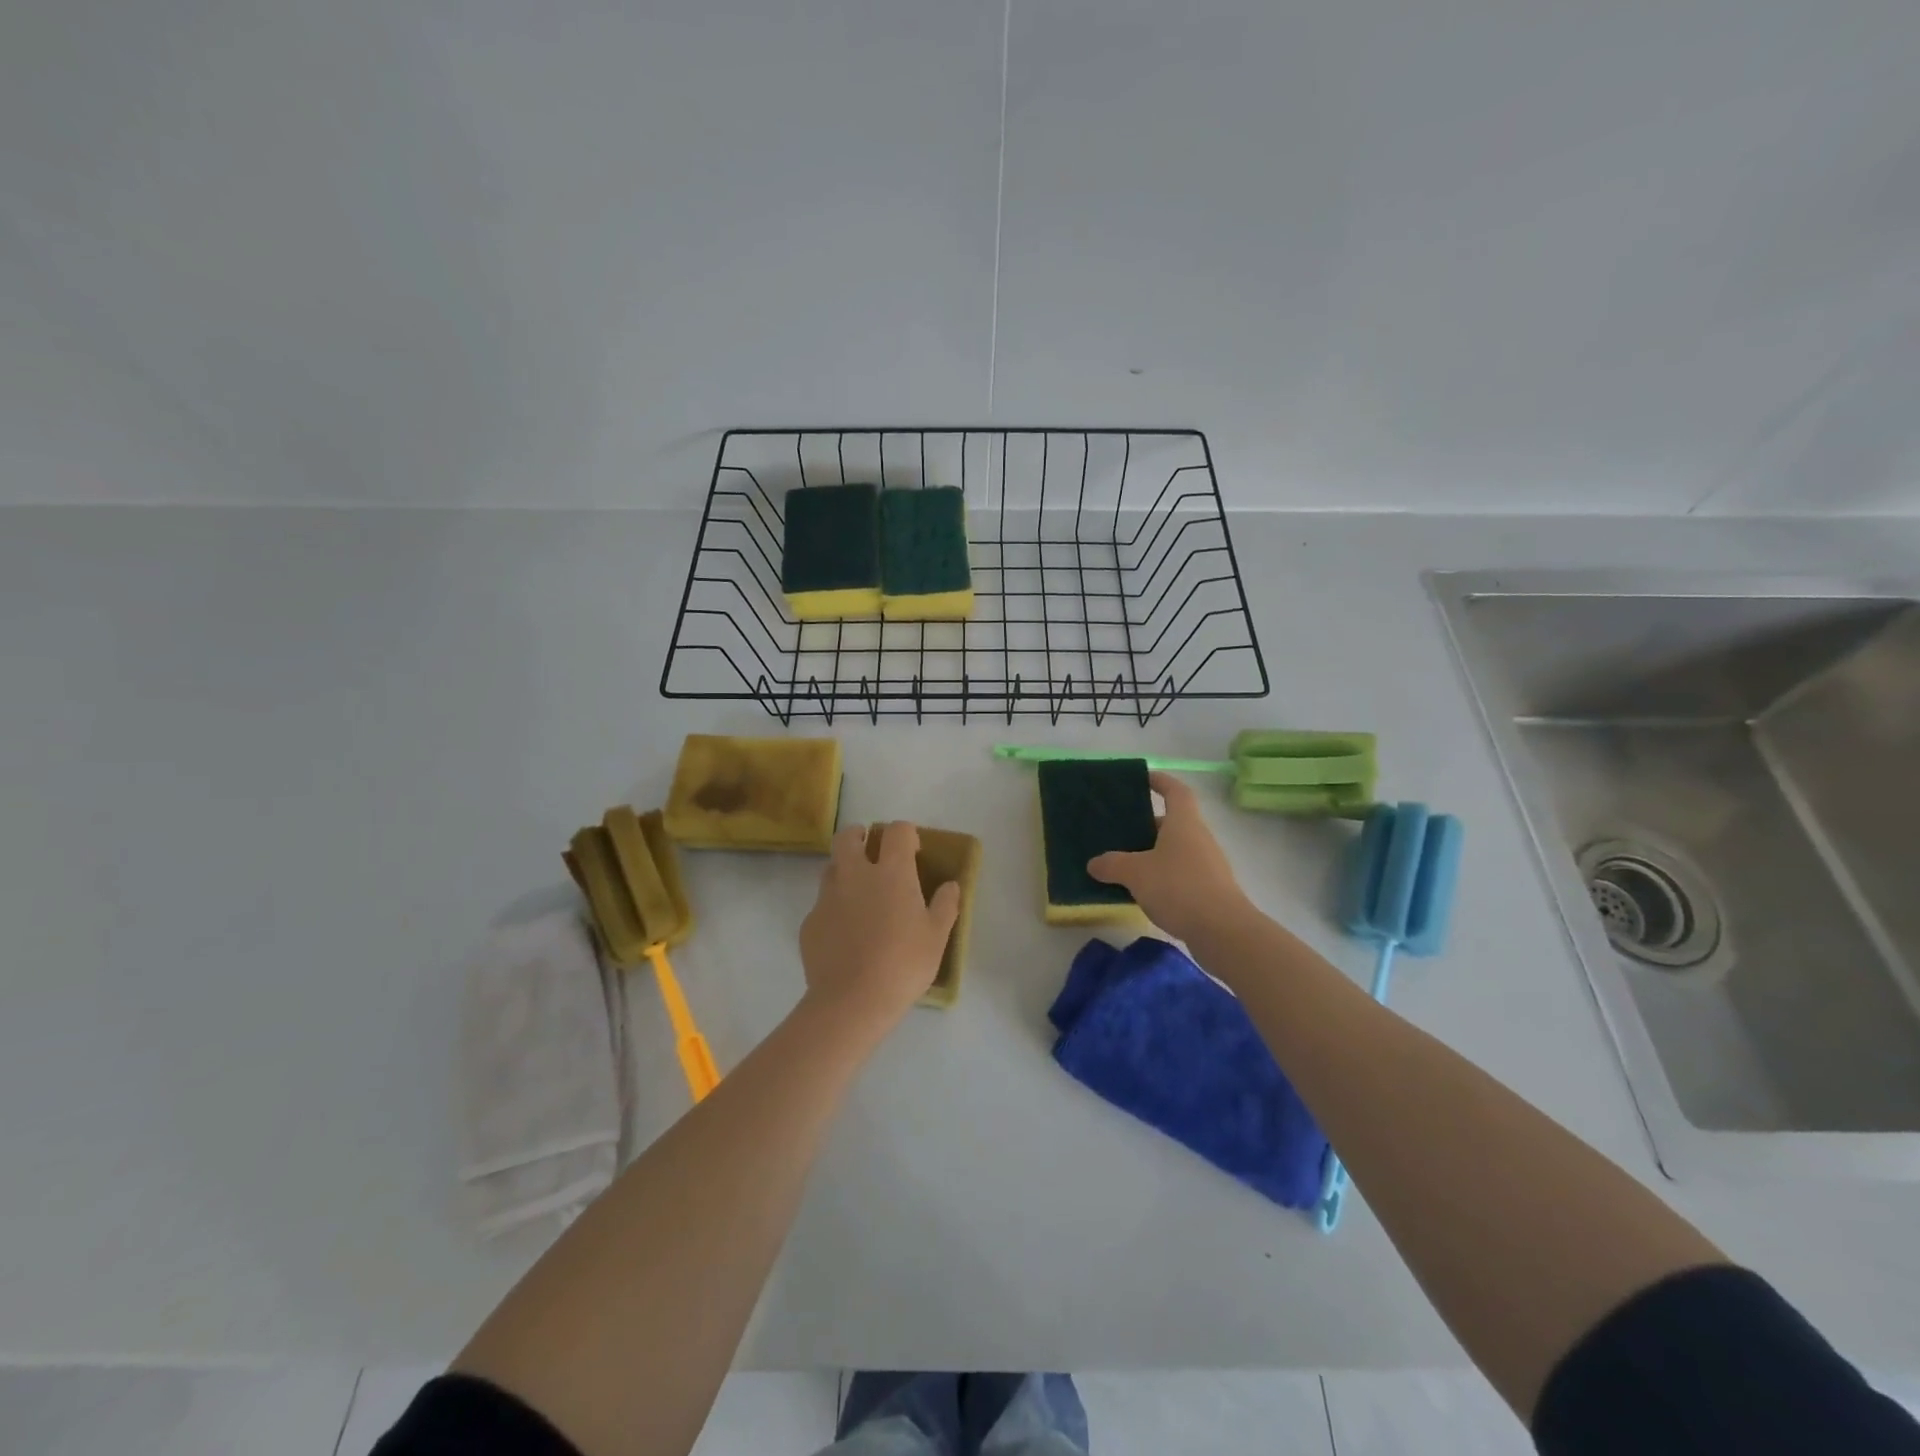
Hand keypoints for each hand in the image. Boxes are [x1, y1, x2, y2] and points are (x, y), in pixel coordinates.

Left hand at [800, 822, 960, 1032]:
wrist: (852, 1001)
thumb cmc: (903, 964)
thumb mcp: (936, 937)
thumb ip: (945, 905)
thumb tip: (951, 885)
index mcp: (891, 872)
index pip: (897, 831)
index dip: (906, 834)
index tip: (913, 851)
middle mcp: (855, 874)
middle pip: (848, 837)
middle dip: (860, 836)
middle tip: (872, 852)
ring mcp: (827, 897)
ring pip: (831, 868)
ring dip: (844, 870)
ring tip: (859, 894)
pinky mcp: (809, 922)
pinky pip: (822, 905)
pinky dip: (833, 909)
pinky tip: (844, 934)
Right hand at [1087, 772, 1254, 943]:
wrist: (1223, 931)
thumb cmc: (1179, 887)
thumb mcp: (1136, 873)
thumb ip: (1112, 865)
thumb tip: (1094, 863)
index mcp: (1184, 823)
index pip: (1175, 791)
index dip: (1160, 781)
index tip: (1143, 778)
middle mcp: (1199, 838)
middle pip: (1173, 823)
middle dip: (1147, 825)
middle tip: (1120, 830)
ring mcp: (1207, 865)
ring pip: (1175, 851)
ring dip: (1152, 854)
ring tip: (1124, 864)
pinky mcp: (1209, 891)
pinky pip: (1180, 874)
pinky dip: (1161, 877)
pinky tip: (1142, 892)